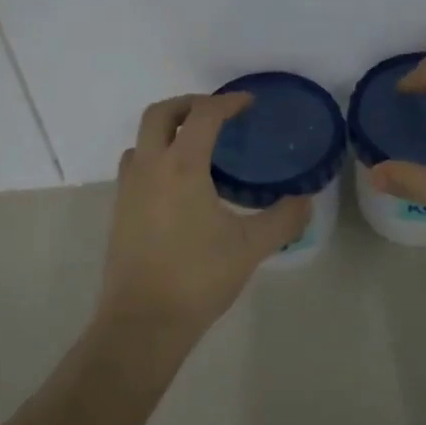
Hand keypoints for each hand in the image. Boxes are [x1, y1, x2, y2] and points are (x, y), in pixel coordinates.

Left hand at [100, 92, 311, 341]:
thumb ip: (283, 219)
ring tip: (196, 146)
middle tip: (217, 113)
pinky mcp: (119, 210)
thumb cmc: (198, 278)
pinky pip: (136, 165)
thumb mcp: (250, 248)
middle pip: (161, 113)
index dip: (227, 102)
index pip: (203, 115)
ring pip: (142, 139)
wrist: (142, 322)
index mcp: (181, 167)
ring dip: (168, 130)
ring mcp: (129, 189)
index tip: (248, 102)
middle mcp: (150, 167)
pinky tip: (177, 184)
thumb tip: (305, 200)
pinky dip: (156, 156)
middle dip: (189, 104)